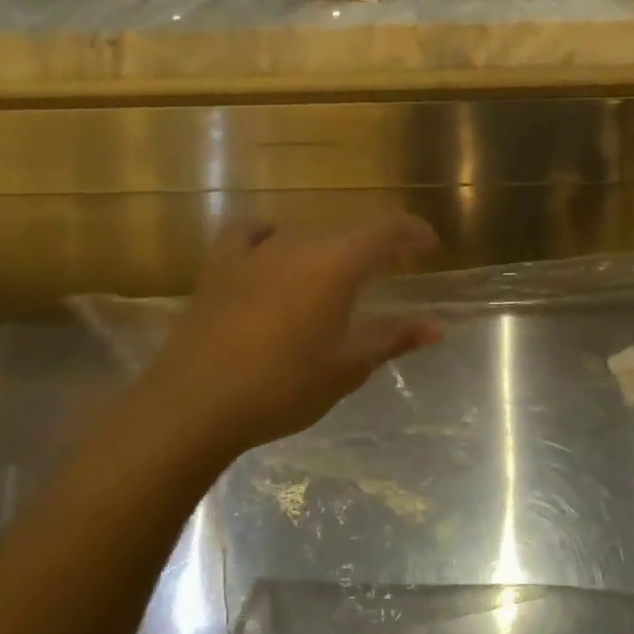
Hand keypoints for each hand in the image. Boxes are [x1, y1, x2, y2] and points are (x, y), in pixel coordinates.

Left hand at [105, 215, 442, 464]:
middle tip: (387, 275)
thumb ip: (394, 338)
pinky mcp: (219, 264)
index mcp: (337, 264)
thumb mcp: (347, 367)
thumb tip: (437, 326)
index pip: (388, 230)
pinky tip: (272, 256)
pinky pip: (251, 234)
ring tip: (332, 280)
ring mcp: (255, 251)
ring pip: (304, 236)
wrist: (195, 403)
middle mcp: (299, 243)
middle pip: (347, 234)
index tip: (429, 247)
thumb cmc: (283, 387)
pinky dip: (270, 237)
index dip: (413, 232)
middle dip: (374, 249)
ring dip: (327, 251)